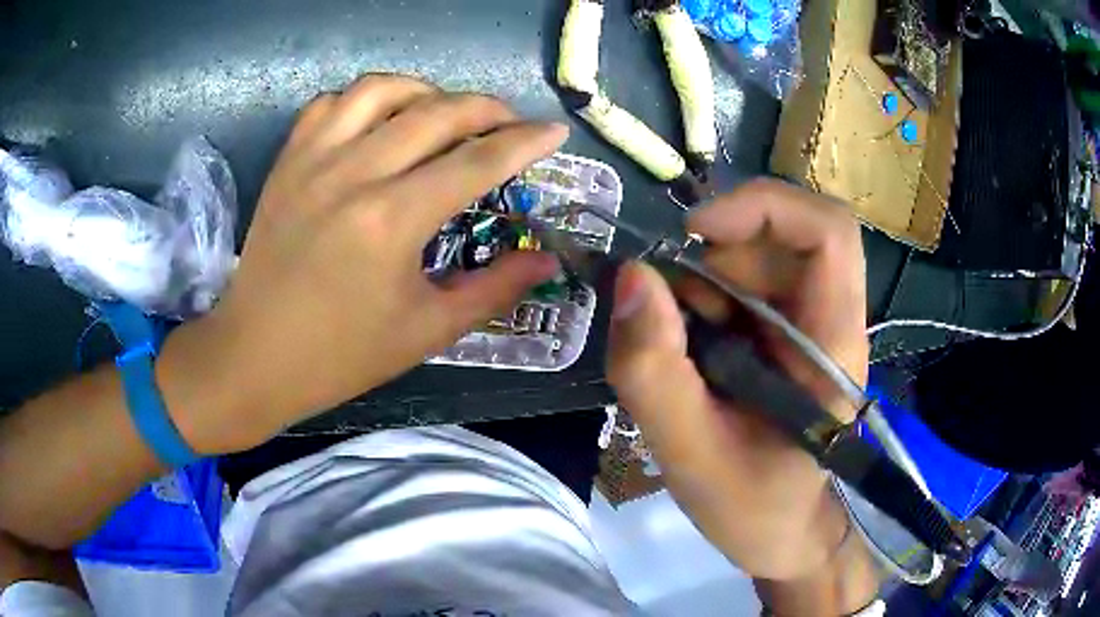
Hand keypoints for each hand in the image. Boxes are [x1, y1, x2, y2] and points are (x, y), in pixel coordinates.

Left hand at [157, 75, 566, 453]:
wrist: (255, 356)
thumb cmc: (341, 355)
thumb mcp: (427, 331)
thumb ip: (494, 289)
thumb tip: (546, 261)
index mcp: (392, 220)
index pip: (477, 159)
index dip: (525, 140)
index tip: (554, 130)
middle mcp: (354, 173)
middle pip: (437, 112)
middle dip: (488, 108)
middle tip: (509, 123)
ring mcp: (313, 160)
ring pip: (382, 89)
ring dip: (426, 91)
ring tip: (444, 113)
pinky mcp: (287, 162)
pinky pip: (331, 103)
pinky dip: (365, 100)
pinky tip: (378, 122)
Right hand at [607, 179, 868, 581]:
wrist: (783, 533)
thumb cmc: (754, 508)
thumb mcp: (691, 455)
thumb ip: (655, 373)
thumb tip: (630, 276)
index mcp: (830, 345)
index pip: (829, 231)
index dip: (765, 207)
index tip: (695, 233)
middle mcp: (826, 318)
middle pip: (780, 235)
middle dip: (712, 257)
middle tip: (665, 313)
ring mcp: (804, 324)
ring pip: (753, 257)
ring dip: (699, 284)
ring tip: (674, 349)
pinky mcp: (781, 334)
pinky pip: (738, 286)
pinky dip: (698, 301)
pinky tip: (685, 351)